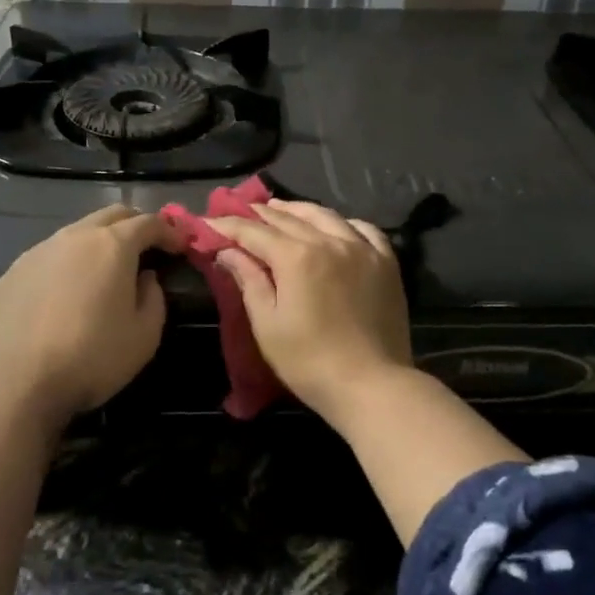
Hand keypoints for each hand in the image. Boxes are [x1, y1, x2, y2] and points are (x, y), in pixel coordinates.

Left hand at [0, 205, 181, 426]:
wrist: (13, 381)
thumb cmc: (91, 357)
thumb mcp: (144, 336)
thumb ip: (154, 298)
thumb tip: (145, 278)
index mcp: (112, 246)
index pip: (149, 222)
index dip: (169, 231)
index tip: (181, 246)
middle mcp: (75, 237)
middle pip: (112, 215)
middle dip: (135, 225)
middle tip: (148, 248)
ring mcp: (39, 251)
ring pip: (77, 232)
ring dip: (98, 243)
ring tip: (105, 271)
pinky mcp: (13, 271)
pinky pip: (50, 256)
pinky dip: (68, 263)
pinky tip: (66, 292)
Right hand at [206, 200, 413, 425]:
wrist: (371, 385)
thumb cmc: (309, 361)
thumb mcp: (268, 324)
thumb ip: (248, 281)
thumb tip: (228, 251)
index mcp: (296, 256)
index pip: (254, 231)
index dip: (228, 225)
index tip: (208, 222)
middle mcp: (329, 241)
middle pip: (288, 218)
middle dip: (260, 214)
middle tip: (240, 212)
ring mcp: (362, 248)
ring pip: (325, 216)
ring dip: (297, 210)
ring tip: (280, 210)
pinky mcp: (386, 262)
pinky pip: (363, 229)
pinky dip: (342, 222)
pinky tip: (334, 227)